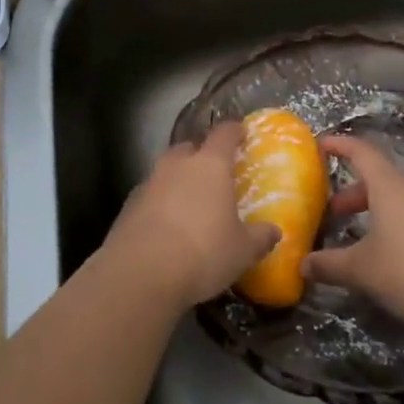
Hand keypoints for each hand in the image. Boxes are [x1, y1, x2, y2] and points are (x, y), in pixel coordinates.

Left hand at [104, 122, 281, 309]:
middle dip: (201, 156)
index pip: (224, 134)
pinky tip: (167, 226)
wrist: (141, 272)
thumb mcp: (242, 251)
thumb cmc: (202, 252)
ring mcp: (149, 182)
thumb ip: (260, 237)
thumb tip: (274, 231)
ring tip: (190, 203)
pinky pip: (150, 194)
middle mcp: (177, 165)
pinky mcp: (129, 204)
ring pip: (167, 170)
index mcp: (210, 165)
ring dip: (178, 180)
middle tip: (214, 173)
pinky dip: (160, 203)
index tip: (241, 133)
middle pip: (190, 148)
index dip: (234, 131)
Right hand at [301, 134, 403, 332]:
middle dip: (351, 192)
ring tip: (354, 236)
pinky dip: (392, 225)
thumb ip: (330, 264)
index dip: (339, 145)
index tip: (320, 144)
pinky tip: (385, 254)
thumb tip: (302, 264)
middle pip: (377, 179)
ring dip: (373, 211)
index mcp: (389, 185)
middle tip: (331, 211)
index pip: (361, 151)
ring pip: (396, 199)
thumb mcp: (363, 270)